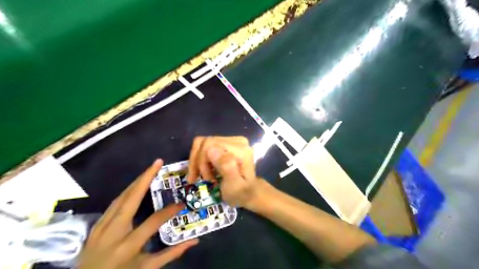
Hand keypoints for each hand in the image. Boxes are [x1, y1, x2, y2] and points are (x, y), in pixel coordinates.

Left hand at [78, 160, 197, 268]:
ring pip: (121, 197)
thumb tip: (194, 240)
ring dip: (136, 181)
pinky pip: (114, 203)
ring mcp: (102, 227)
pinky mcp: (96, 225)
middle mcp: (114, 231)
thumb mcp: (147, 268)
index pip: (154, 221)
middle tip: (157, 162)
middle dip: (145, 178)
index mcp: (128, 245)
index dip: (170, 211)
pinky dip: (126, 192)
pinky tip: (134, 186)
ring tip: (149, 169)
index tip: (181, 204)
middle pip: (131, 198)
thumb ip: (171, 254)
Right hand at [187, 136, 263, 207]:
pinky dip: (201, 159)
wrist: (250, 192)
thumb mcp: (234, 186)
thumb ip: (226, 167)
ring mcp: (233, 140)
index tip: (204, 179)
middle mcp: (238, 141)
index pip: (209, 144)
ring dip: (198, 161)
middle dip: (198, 162)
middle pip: (205, 143)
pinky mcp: (228, 143)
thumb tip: (211, 149)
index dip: (201, 161)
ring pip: (203, 143)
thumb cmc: (241, 193)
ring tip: (201, 176)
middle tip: (198, 178)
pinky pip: (206, 145)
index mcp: (240, 149)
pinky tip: (204, 170)